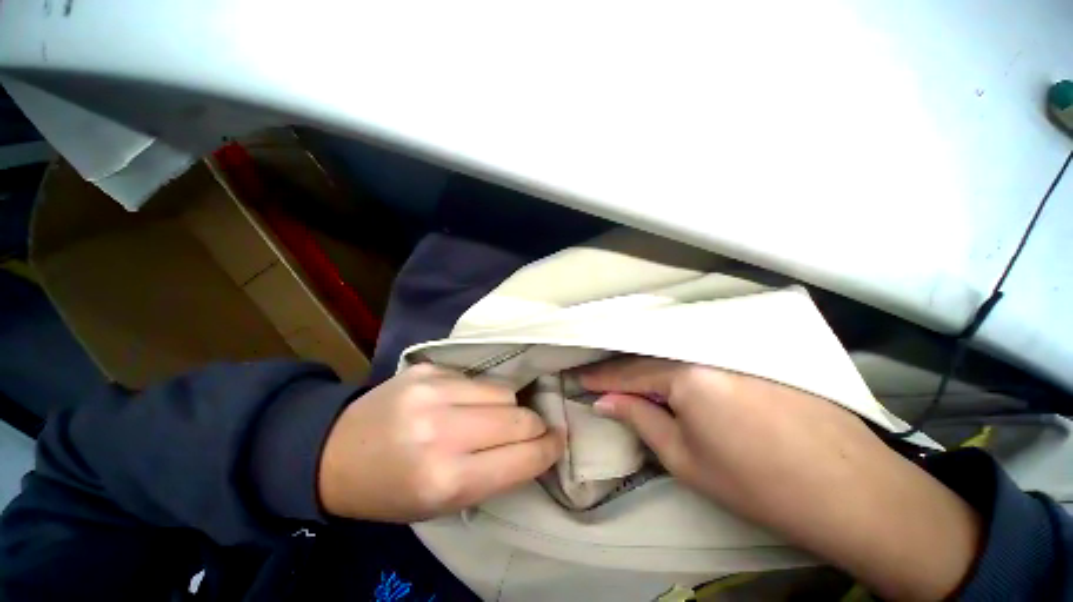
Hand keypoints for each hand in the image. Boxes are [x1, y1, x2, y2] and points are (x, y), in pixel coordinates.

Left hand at [318, 365, 563, 521]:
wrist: (336, 452)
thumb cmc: (393, 490)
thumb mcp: (444, 503)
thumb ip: (496, 474)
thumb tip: (536, 447)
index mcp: (447, 479)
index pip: (524, 457)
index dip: (549, 449)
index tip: (557, 442)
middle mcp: (443, 432)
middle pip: (520, 418)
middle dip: (533, 426)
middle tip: (529, 430)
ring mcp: (434, 393)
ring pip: (504, 391)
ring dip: (507, 406)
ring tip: (491, 416)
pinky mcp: (429, 370)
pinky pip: (478, 378)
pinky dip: (481, 392)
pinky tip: (462, 401)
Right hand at [581, 358, 980, 601]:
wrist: (850, 490)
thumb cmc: (757, 483)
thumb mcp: (685, 458)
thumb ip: (640, 418)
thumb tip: (605, 400)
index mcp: (686, 372)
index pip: (628, 372)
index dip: (600, 377)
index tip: (578, 378)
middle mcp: (707, 348)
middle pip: (651, 356)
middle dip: (622, 369)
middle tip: (599, 378)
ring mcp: (734, 347)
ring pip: (675, 352)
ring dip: (649, 364)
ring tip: (626, 375)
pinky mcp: (754, 352)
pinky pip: (701, 352)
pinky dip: (677, 361)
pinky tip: (668, 370)